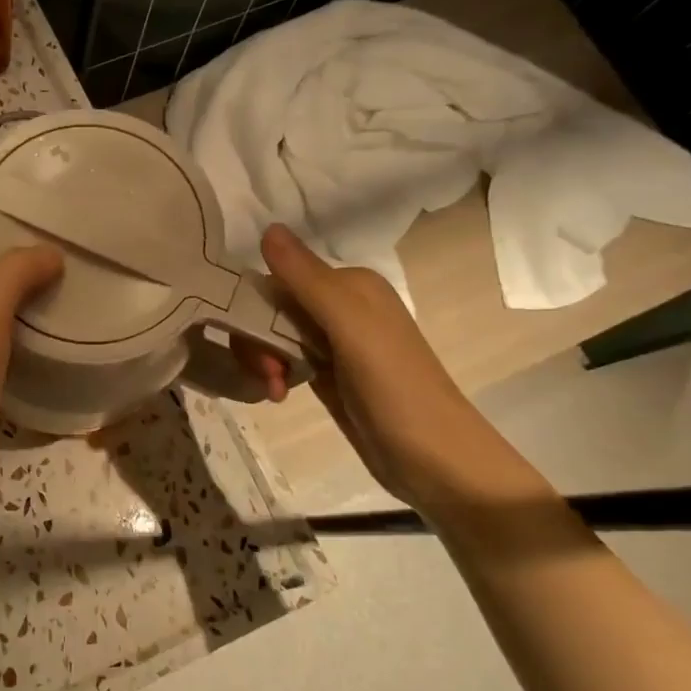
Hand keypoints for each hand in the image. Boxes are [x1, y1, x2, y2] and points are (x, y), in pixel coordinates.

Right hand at [259, 224, 553, 517]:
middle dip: (258, 340)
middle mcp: (341, 307)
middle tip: (269, 375)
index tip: (255, 344)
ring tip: (275, 391)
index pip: (279, 277)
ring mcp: (335, 343)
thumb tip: (267, 228)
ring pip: (274, 335)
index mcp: (350, 285)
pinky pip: (286, 359)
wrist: (435, 462)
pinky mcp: (330, 375)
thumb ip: (307, 279)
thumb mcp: (351, 328)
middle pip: (272, 308)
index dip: (255, 307)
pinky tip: (278, 395)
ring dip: (264, 360)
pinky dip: (274, 374)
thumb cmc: (396, 389)